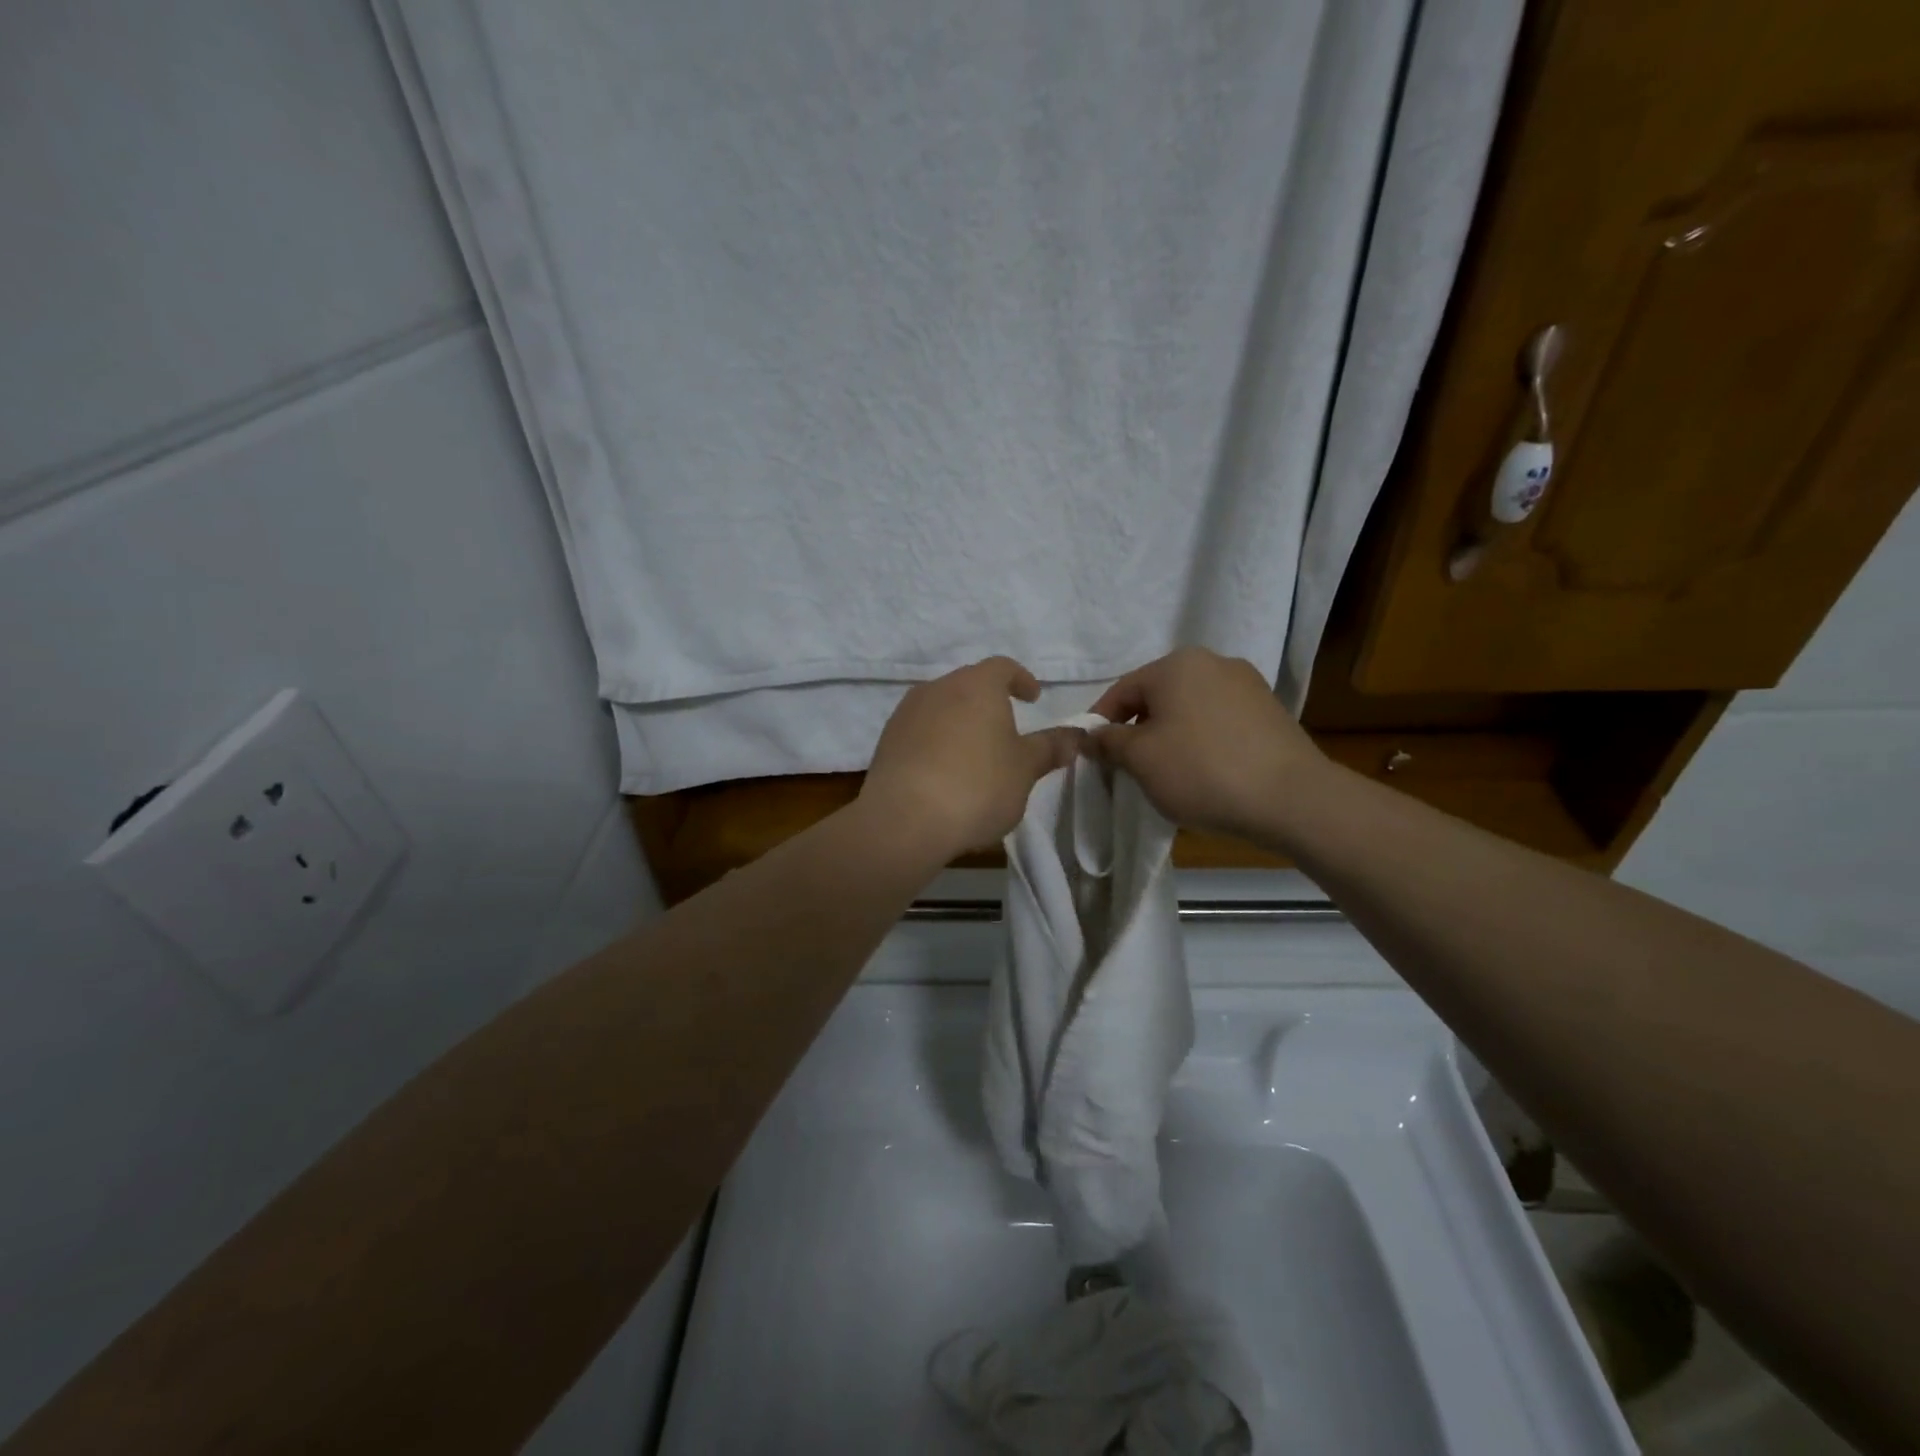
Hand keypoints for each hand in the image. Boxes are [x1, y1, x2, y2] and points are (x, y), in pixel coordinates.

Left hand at [861, 657, 1083, 855]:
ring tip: (974, 756)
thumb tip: (1075, 735)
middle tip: (1006, 730)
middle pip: (969, 686)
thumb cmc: (978, 786)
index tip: (1033, 698)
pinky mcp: (886, 742)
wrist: (904, 819)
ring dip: (960, 724)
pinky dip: (936, 744)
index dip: (1021, 679)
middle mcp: (938, 688)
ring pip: (941, 708)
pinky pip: (920, 733)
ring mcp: (906, 714)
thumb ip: (1050, 748)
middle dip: (989, 703)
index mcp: (976, 685)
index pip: (1003, 667)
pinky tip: (944, 774)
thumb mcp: (1025, 769)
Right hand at [1088, 647, 1323, 841]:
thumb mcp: (1140, 759)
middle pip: (1157, 697)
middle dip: (1137, 730)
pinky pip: (1218, 722)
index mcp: (1176, 664)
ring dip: (1170, 736)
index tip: (1092, 756)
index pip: (1121, 691)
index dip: (1100, 724)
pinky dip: (1202, 742)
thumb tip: (1091, 735)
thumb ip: (1109, 742)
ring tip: (1167, 774)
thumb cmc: (1202, 771)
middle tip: (1127, 768)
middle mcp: (1213, 662)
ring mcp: (1247, 685)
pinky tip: (1204, 772)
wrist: (1292, 798)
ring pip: (1189, 709)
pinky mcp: (1270, 711)